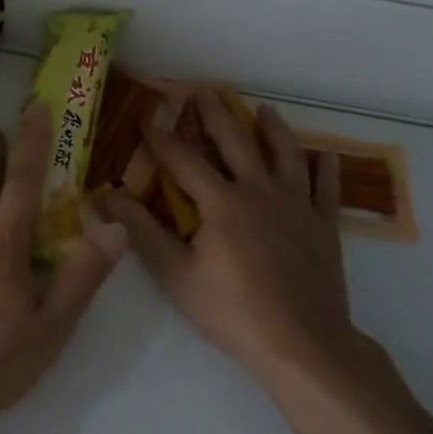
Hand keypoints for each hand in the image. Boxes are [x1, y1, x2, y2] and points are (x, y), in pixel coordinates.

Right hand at [98, 88, 366, 392]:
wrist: (303, 343)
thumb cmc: (233, 311)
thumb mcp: (176, 275)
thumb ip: (141, 232)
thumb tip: (105, 197)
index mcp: (221, 202)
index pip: (184, 160)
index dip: (161, 138)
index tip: (145, 117)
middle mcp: (260, 191)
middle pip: (236, 141)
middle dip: (216, 114)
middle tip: (204, 90)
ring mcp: (297, 206)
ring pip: (286, 154)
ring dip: (273, 128)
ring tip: (264, 109)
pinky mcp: (323, 226)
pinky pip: (326, 188)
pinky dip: (327, 169)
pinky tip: (327, 156)